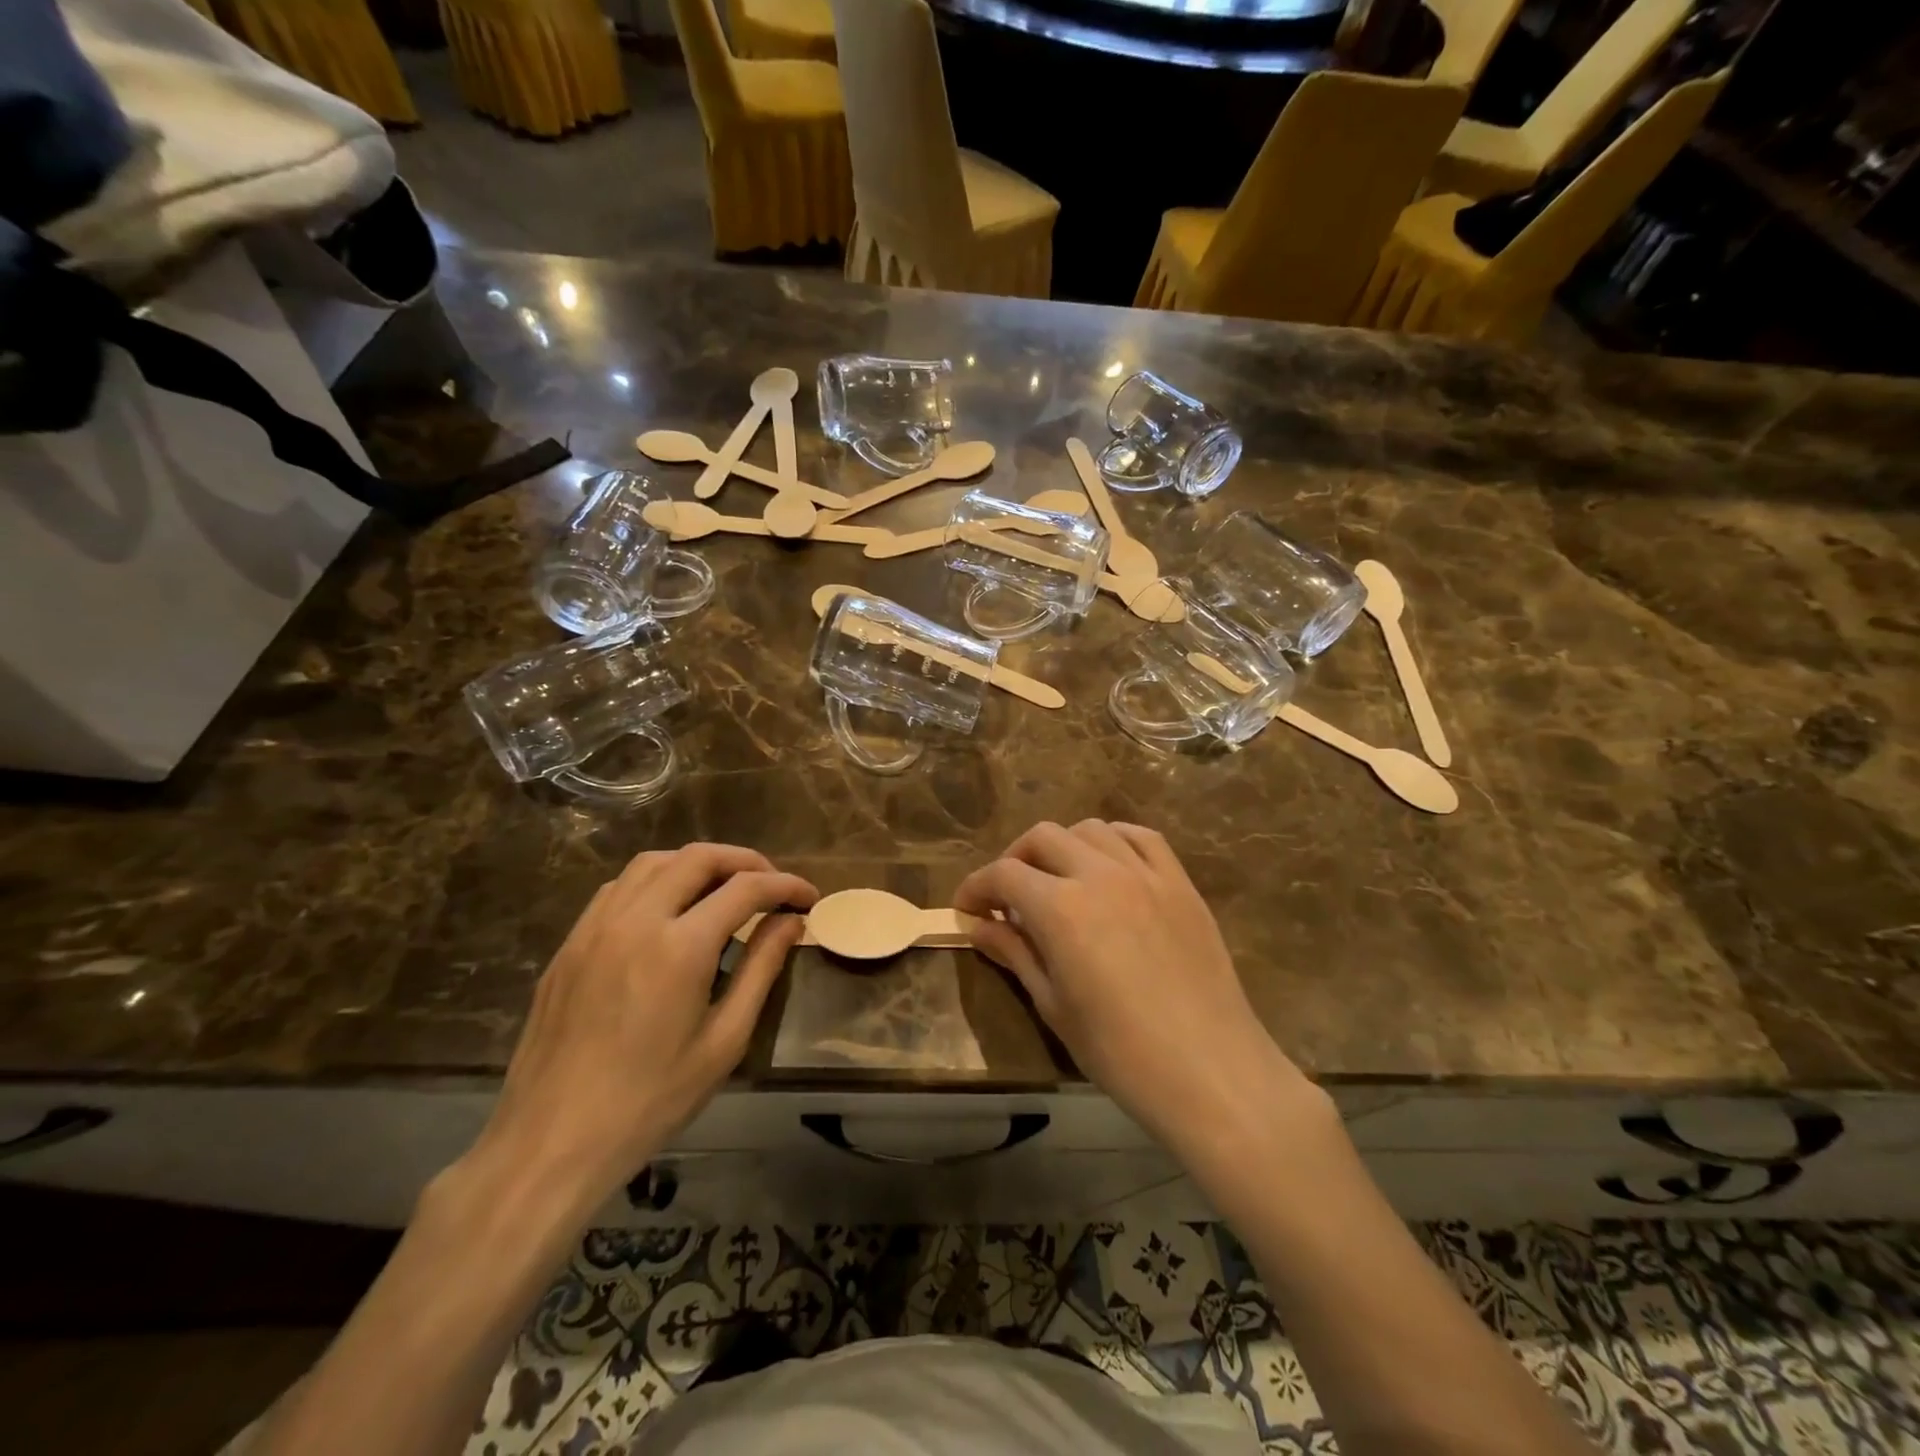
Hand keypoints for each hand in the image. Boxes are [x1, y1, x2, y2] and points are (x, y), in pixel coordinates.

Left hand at [474, 844, 815, 1207]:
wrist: (550, 1143)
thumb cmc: (651, 1101)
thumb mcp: (724, 1041)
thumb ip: (761, 969)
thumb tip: (790, 921)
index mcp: (680, 947)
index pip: (746, 889)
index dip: (785, 885)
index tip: (808, 897)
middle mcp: (636, 920)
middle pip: (698, 857)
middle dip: (745, 861)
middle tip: (772, 885)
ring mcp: (595, 928)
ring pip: (653, 862)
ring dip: (697, 864)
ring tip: (723, 889)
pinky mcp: (569, 944)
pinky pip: (618, 888)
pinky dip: (655, 881)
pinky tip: (668, 911)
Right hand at [955, 820, 1310, 1153]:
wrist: (1210, 1070)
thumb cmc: (1120, 1052)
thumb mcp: (1053, 1005)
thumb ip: (1014, 953)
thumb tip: (978, 926)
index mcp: (1061, 908)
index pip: (1004, 874)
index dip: (976, 887)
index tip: (967, 908)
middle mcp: (1100, 875)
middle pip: (1043, 838)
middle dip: (1015, 860)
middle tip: (1008, 897)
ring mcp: (1145, 874)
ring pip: (1091, 829)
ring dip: (1063, 847)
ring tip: (1059, 880)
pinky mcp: (1180, 883)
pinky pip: (1142, 838)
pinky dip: (1114, 841)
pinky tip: (1108, 865)